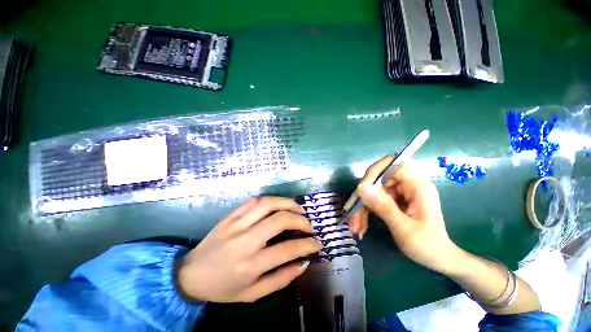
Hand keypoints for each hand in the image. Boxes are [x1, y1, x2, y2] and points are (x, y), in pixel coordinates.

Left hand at [177, 197, 321, 302]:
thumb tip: (303, 262)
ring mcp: (236, 224)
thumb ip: (282, 279)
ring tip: (298, 208)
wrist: (190, 274)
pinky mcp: (230, 215)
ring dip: (287, 203)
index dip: (307, 244)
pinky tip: (277, 205)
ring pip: (267, 204)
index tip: (317, 243)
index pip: (287, 249)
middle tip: (308, 224)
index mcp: (250, 265)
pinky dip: (270, 199)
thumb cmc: (223, 287)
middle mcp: (244, 241)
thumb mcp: (254, 294)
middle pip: (279, 220)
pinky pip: (253, 200)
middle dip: (300, 219)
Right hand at [348, 156, 459, 273]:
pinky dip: (366, 212)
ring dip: (362, 208)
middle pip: (378, 180)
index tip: (361, 189)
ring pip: (373, 192)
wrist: (438, 260)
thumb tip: (361, 187)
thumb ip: (383, 206)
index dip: (375, 172)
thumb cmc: (427, 246)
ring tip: (356, 226)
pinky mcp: (394, 201)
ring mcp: (400, 193)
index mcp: (417, 186)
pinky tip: (361, 226)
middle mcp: (408, 185)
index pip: (393, 165)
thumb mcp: (404, 228)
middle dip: (363, 197)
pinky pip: (375, 200)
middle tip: (353, 214)